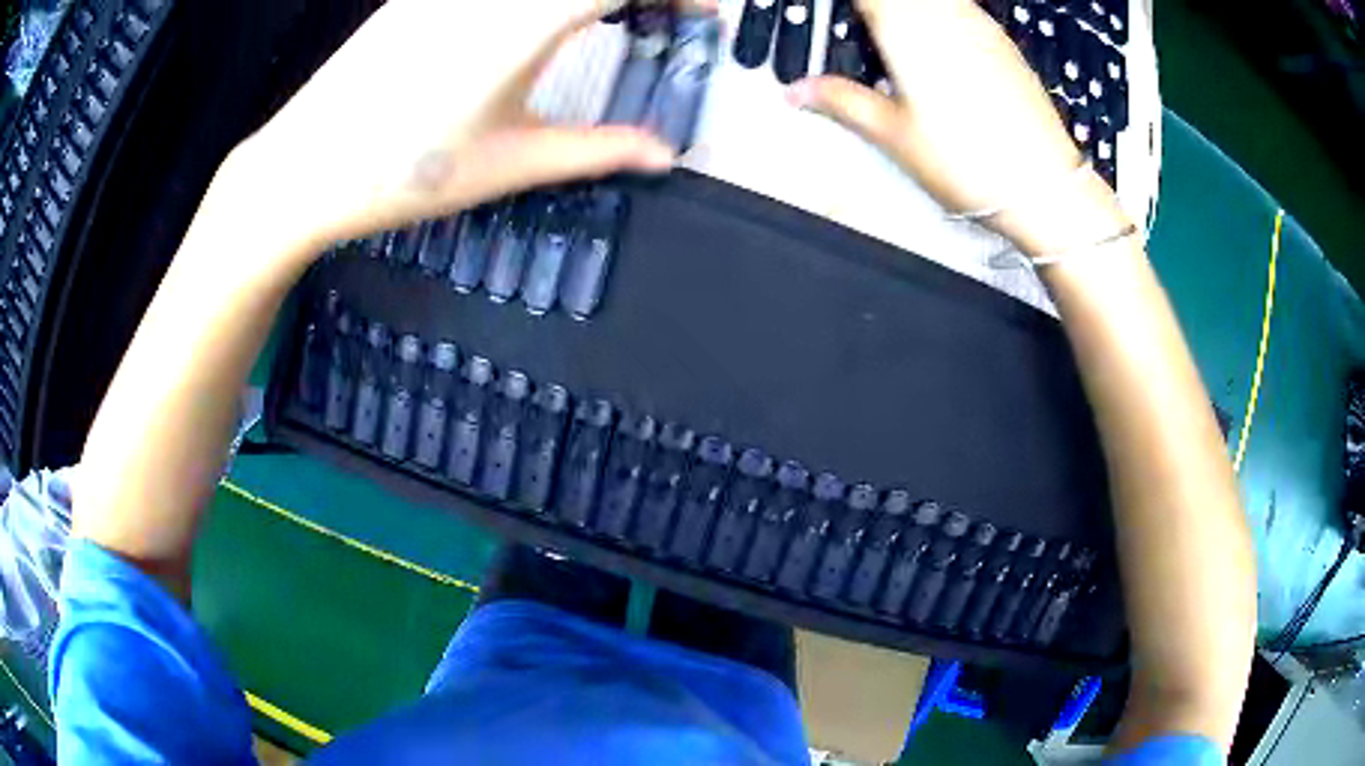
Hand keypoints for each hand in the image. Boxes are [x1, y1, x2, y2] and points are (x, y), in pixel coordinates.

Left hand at [232, 0, 697, 257]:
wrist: (304, 168)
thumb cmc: (405, 171)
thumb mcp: (512, 162)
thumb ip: (599, 149)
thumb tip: (665, 155)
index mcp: (527, 20)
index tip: (706, 13)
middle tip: (662, 16)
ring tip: (611, 16)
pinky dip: (544, 0)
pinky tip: (541, 19)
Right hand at [788, 0, 1125, 255]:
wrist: (1045, 186)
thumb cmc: (970, 164)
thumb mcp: (894, 135)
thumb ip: (841, 101)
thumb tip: (797, 92)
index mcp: (907, 29)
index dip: (849, 5)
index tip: (840, 16)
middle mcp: (944, 15)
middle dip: (875, 8)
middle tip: (864, 27)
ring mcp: (977, 24)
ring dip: (906, 9)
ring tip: (890, 33)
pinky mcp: (1000, 40)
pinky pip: (958, 7)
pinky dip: (936, 13)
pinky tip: (932, 39)